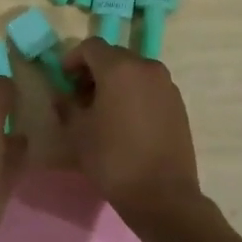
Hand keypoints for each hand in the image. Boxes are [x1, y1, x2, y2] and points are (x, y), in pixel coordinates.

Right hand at [56, 39, 202, 221]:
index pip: (91, 46)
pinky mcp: (178, 104)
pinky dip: (134, 94)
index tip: (64, 80)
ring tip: (103, 110)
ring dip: (115, 82)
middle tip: (80, 96)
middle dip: (94, 70)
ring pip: (134, 71)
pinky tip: (126, 121)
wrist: (162, 194)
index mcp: (119, 68)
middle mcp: (147, 68)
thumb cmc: (112, 159)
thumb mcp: (77, 132)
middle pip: (114, 56)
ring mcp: (167, 85)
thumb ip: (66, 106)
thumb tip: (63, 96)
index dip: (72, 59)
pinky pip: (150, 88)